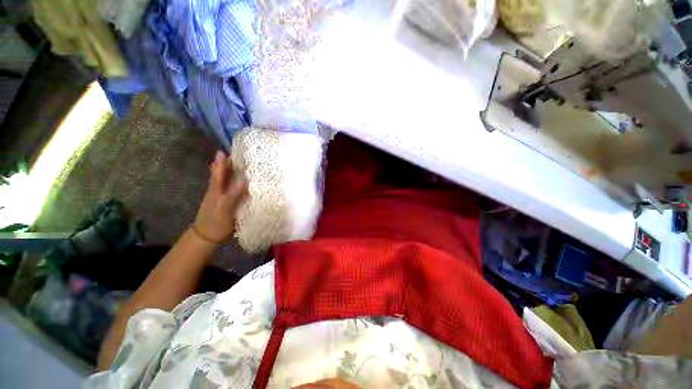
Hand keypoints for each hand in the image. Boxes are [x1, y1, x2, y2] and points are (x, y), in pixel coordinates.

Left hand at [193, 151, 247, 243]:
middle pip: (220, 174)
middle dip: (226, 164)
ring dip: (229, 172)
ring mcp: (219, 197)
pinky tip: (237, 183)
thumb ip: (235, 194)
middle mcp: (217, 191)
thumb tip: (246, 180)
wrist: (206, 235)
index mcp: (216, 190)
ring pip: (223, 181)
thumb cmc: (216, 221)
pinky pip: (228, 189)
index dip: (221, 162)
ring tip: (235, 164)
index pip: (219, 172)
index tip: (224, 151)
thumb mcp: (226, 208)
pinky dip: (232, 183)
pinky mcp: (223, 203)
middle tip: (234, 155)